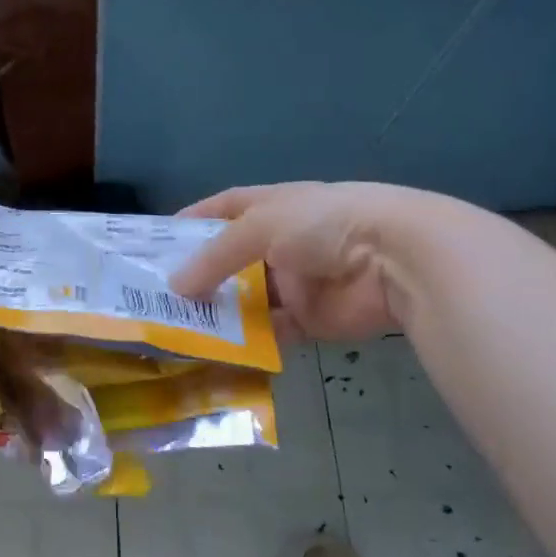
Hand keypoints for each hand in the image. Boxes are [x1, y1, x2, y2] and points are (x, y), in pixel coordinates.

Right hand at [168, 182, 436, 341]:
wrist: (396, 259)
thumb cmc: (323, 224)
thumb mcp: (260, 226)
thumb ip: (216, 257)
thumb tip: (175, 287)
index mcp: (274, 207)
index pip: (226, 207)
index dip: (195, 219)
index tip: (160, 240)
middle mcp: (283, 242)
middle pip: (233, 259)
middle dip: (201, 275)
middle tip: (159, 295)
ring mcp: (297, 282)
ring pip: (250, 299)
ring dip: (222, 311)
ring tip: (179, 326)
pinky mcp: (312, 319)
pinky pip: (272, 331)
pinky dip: (249, 340)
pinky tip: (218, 349)